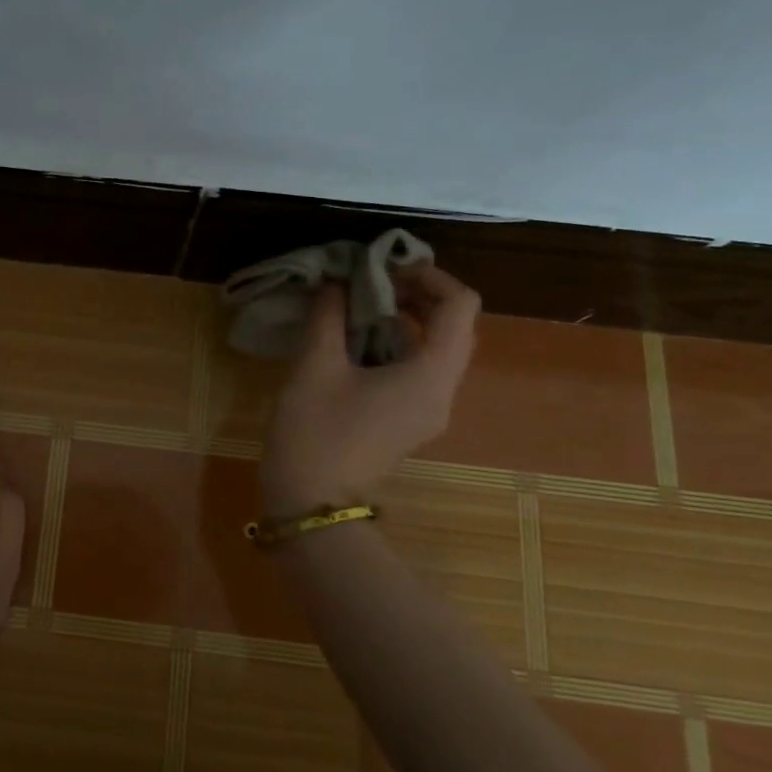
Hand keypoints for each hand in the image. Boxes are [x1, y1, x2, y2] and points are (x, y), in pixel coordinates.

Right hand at [260, 263, 480, 517]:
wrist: (311, 505)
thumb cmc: (315, 432)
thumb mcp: (315, 366)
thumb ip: (328, 315)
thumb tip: (334, 282)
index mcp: (430, 375)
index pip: (460, 306)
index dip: (429, 275)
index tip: (384, 267)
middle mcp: (441, 391)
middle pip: (451, 326)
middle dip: (413, 295)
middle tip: (364, 280)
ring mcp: (427, 411)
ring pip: (432, 349)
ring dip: (400, 319)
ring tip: (352, 304)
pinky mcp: (406, 422)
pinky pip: (414, 371)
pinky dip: (391, 345)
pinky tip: (349, 341)